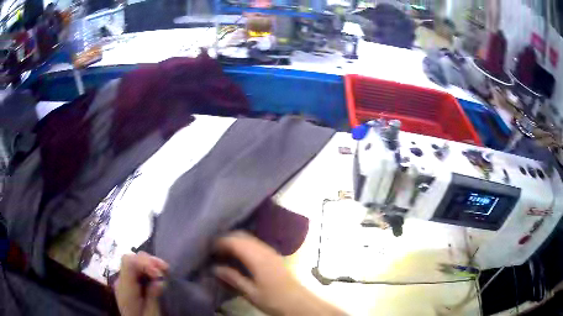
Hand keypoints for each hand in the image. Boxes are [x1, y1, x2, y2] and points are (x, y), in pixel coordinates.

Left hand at [115, 252, 168, 315]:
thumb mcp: (152, 314)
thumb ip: (153, 297)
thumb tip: (160, 281)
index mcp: (125, 289)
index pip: (128, 262)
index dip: (145, 262)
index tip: (160, 274)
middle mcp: (121, 281)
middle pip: (131, 259)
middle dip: (149, 261)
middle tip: (166, 270)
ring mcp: (124, 281)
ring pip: (134, 262)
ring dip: (150, 264)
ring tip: (164, 271)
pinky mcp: (129, 284)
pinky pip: (136, 270)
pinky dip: (148, 269)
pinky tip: (157, 275)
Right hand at [214, 231, 344, 315]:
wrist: (299, 302)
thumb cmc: (274, 300)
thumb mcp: (251, 293)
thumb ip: (233, 278)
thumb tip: (215, 268)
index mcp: (257, 258)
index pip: (235, 241)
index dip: (220, 242)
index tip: (209, 249)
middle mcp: (264, 250)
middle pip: (242, 236)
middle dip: (227, 239)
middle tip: (215, 251)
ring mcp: (271, 251)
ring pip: (249, 238)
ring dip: (236, 242)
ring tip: (224, 253)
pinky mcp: (274, 255)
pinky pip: (256, 243)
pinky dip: (244, 245)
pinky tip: (239, 257)